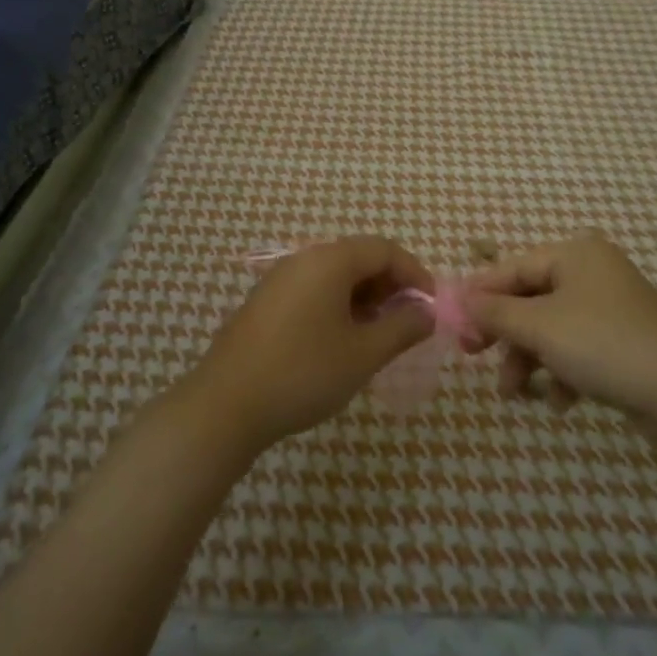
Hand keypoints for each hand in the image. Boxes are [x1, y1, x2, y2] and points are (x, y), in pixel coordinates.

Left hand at [187, 237, 434, 449]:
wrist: (225, 406)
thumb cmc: (304, 373)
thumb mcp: (364, 354)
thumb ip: (402, 328)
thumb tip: (427, 313)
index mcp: (330, 261)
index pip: (384, 249)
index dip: (415, 273)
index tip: (431, 307)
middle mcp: (303, 260)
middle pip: (359, 258)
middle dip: (390, 286)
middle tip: (406, 323)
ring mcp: (279, 280)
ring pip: (335, 276)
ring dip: (364, 298)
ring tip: (377, 336)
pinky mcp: (264, 303)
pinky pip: (313, 290)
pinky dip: (337, 306)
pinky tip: (340, 342)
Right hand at [464, 233, 656, 418]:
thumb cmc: (602, 344)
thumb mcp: (539, 326)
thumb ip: (495, 311)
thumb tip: (460, 298)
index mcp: (575, 253)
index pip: (512, 268)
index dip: (480, 295)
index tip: (453, 324)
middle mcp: (593, 271)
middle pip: (530, 298)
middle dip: (505, 334)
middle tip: (473, 357)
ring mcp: (611, 306)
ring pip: (551, 327)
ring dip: (529, 359)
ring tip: (515, 394)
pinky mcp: (624, 339)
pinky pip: (578, 347)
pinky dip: (562, 370)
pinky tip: (562, 401)